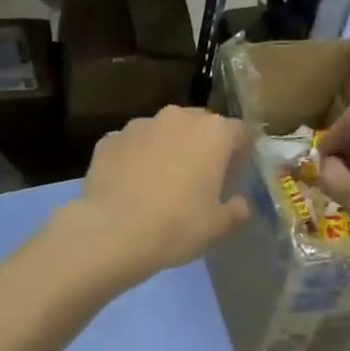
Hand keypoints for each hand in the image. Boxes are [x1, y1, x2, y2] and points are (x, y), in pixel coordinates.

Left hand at [60, 107, 249, 286]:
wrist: (111, 232)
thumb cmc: (176, 226)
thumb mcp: (217, 227)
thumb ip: (235, 211)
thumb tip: (240, 203)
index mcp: (212, 133)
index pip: (239, 132)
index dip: (241, 151)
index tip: (238, 172)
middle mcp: (176, 118)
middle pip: (198, 126)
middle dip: (202, 146)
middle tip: (200, 177)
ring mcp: (138, 125)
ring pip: (161, 132)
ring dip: (166, 149)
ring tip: (161, 181)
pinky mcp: (108, 140)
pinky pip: (131, 146)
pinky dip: (135, 159)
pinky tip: (130, 185)